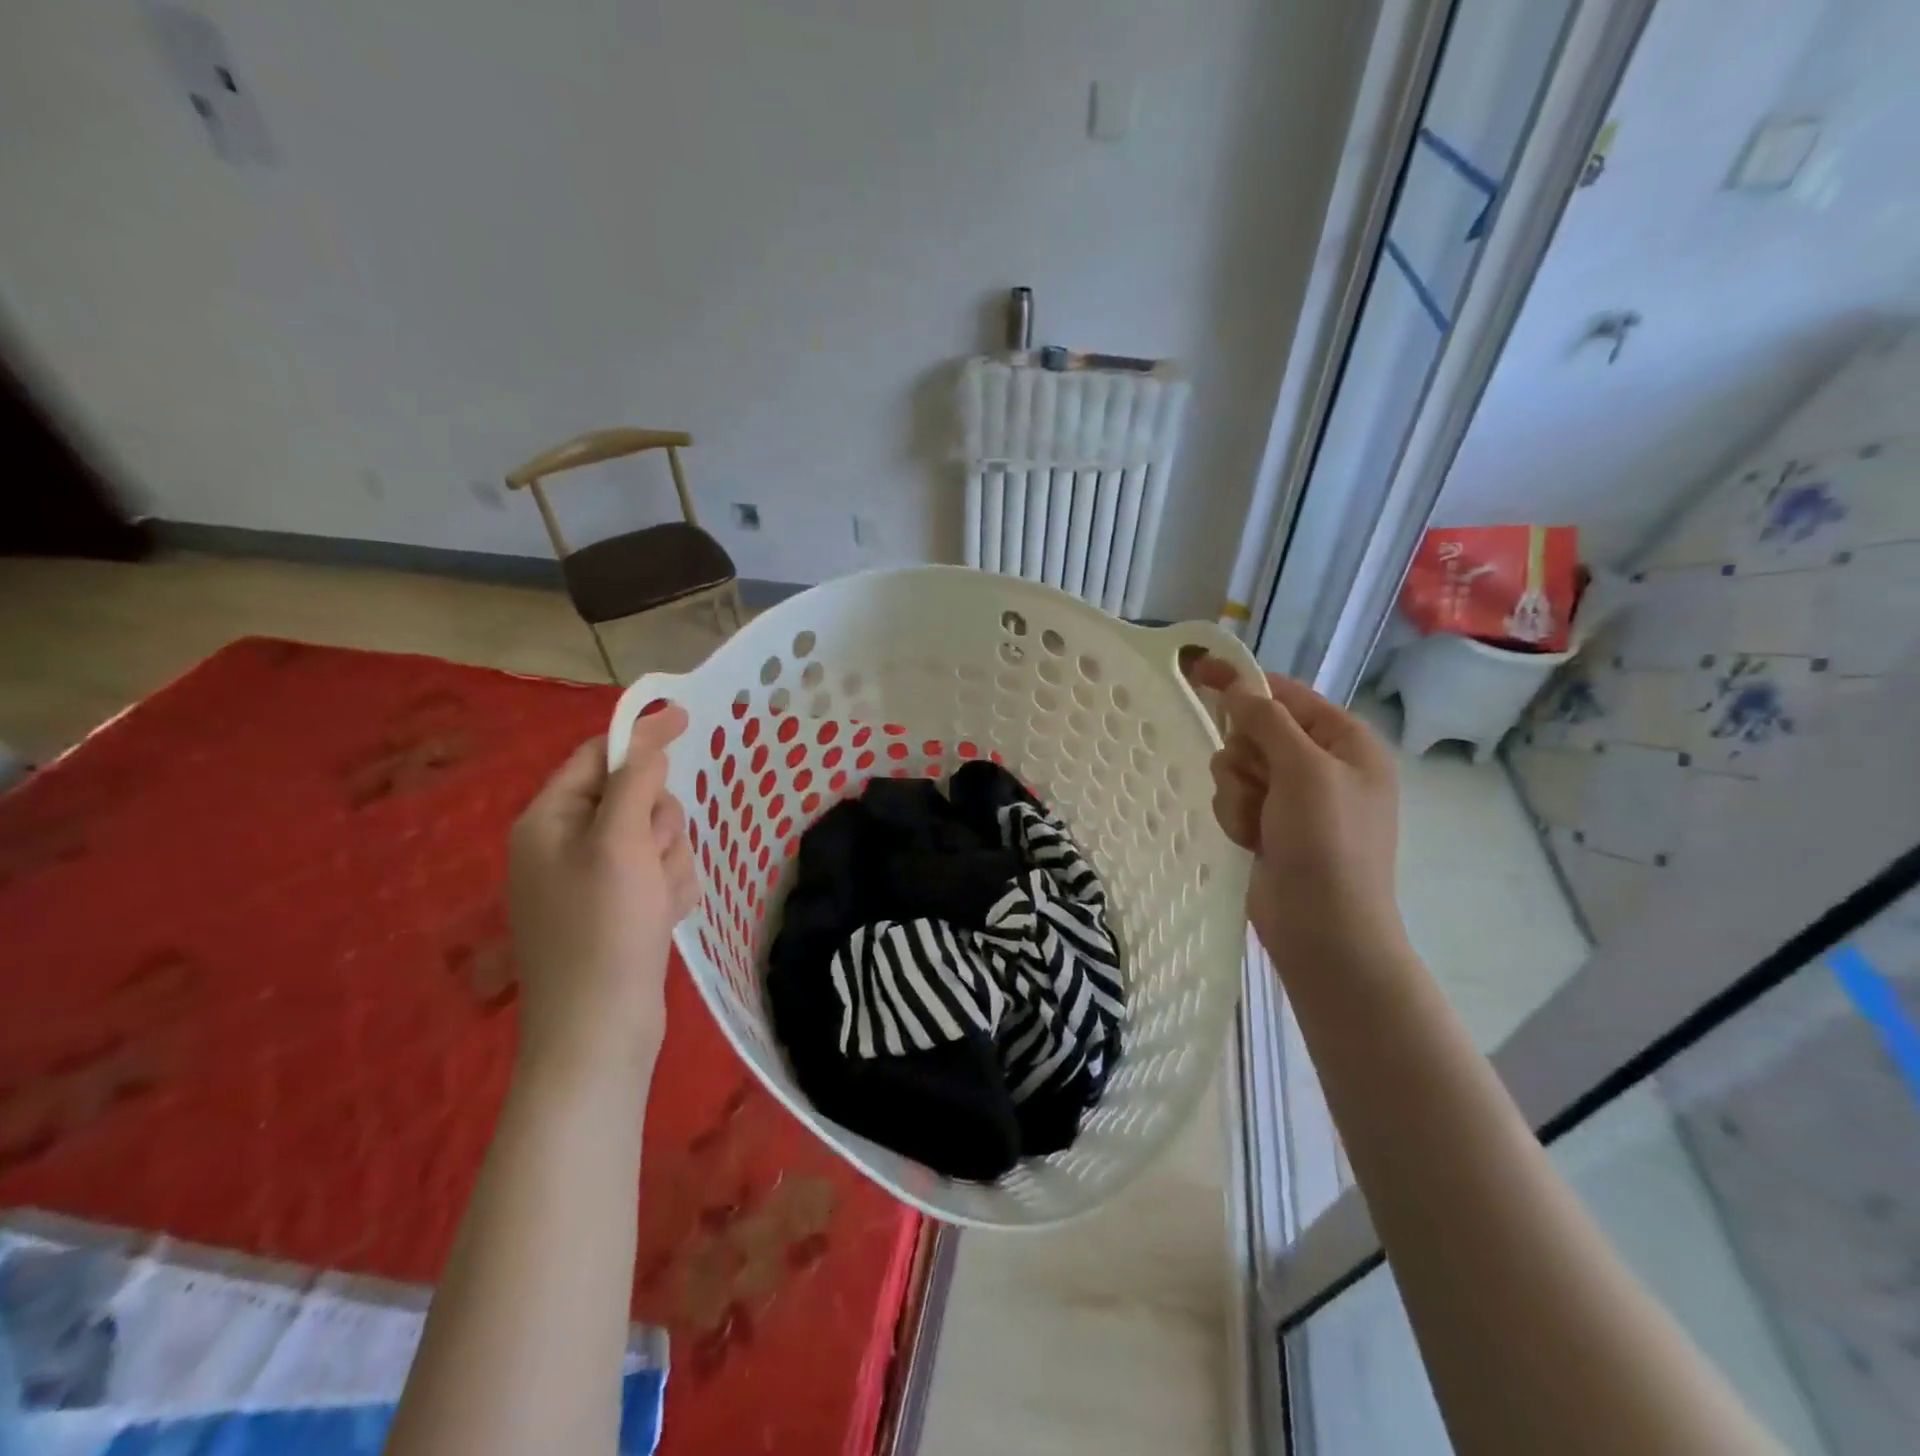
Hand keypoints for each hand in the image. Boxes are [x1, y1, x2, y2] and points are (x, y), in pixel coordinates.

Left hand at [507, 710, 697, 1080]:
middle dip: (659, 824)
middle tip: (654, 857)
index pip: (598, 756)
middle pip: (636, 799)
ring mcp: (592, 880)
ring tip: (658, 901)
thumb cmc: (603, 929)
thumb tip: (647, 740)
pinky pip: (659, 874)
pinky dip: (669, 890)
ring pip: (656, 838)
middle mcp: (565, 845)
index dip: (643, 738)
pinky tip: (662, 919)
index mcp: (549, 821)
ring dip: (670, 862)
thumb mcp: (620, 843)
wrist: (599, 1030)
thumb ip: (635, 782)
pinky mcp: (617, 909)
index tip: (689, 721)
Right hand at [1187, 658, 1402, 958]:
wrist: (1324, 928)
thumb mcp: (1304, 770)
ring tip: (1258, 824)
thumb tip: (1237, 687)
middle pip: (1254, 731)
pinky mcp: (1270, 826)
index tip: (1198, 671)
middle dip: (1245, 757)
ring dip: (1238, 793)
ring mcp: (1295, 799)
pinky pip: (1234, 799)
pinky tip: (1251, 841)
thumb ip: (1267, 720)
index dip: (1243, 684)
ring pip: (1236, 767)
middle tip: (1258, 784)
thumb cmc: (1327, 842)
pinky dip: (1236, 817)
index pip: (1286, 694)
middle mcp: (1321, 765)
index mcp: (1346, 741)